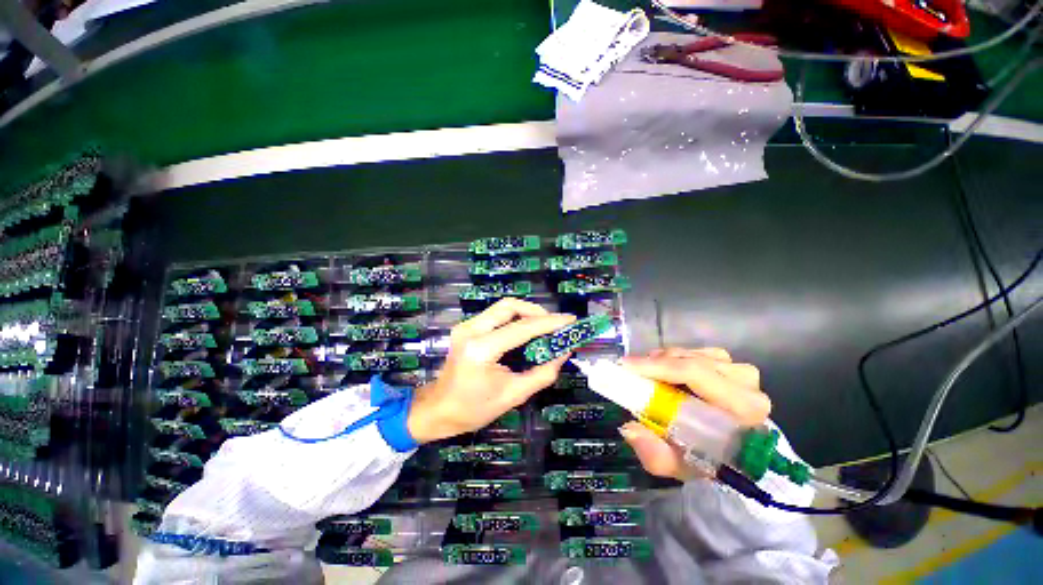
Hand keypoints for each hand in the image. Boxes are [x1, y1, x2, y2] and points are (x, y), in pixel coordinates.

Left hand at [406, 298, 575, 443]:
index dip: (549, 322)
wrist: (437, 410)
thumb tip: (564, 352)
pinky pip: (495, 315)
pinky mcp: (465, 327)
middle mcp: (471, 330)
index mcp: (481, 350)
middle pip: (510, 306)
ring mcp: (465, 326)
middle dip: (537, 311)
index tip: (571, 320)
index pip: (522, 328)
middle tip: (555, 324)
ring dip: (526, 313)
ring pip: (502, 307)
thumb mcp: (513, 395)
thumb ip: (542, 373)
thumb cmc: (473, 409)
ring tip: (544, 327)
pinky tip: (525, 331)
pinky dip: (514, 318)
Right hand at [617, 348, 770, 480]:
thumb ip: (656, 455)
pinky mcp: (733, 365)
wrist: (728, 453)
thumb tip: (629, 429)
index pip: (695, 373)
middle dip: (655, 363)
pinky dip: (675, 358)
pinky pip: (696, 352)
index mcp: (742, 409)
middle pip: (691, 360)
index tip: (627, 366)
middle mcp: (747, 385)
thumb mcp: (678, 466)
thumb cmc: (704, 460)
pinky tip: (666, 371)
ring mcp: (742, 372)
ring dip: (664, 361)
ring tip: (647, 374)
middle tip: (630, 371)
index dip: (658, 367)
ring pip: (691, 354)